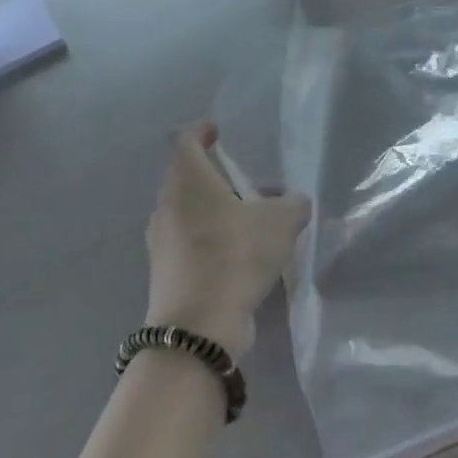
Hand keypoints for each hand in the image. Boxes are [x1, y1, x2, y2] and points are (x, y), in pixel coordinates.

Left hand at [145, 122, 309, 357]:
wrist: (199, 326)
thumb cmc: (236, 255)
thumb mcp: (281, 222)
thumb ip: (294, 204)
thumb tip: (295, 202)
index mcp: (187, 179)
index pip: (184, 140)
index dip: (201, 131)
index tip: (218, 131)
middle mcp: (167, 204)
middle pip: (186, 177)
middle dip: (217, 176)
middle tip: (249, 184)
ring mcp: (161, 240)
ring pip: (188, 211)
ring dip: (216, 210)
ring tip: (252, 222)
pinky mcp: (165, 271)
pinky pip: (189, 241)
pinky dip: (210, 239)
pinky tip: (240, 255)